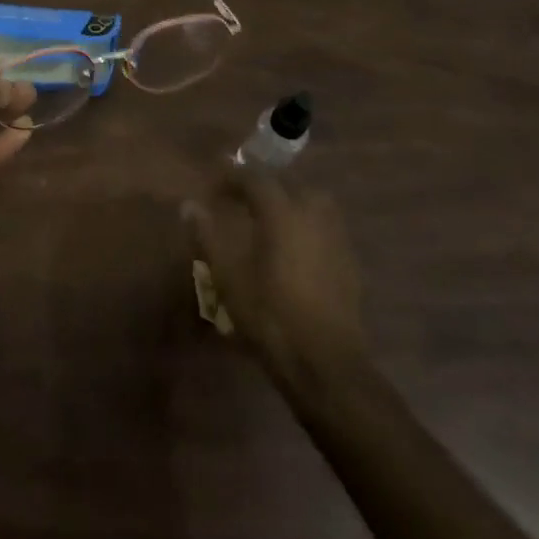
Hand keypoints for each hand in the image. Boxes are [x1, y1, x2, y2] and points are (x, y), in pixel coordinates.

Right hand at [185, 167, 369, 385]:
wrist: (325, 362)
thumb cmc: (270, 316)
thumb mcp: (228, 277)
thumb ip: (208, 236)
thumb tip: (189, 206)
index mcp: (283, 212)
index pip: (255, 177)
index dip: (232, 176)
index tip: (212, 186)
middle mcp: (313, 214)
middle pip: (287, 183)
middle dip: (261, 186)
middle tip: (237, 200)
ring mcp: (336, 236)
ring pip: (312, 201)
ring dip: (287, 201)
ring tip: (266, 219)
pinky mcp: (349, 260)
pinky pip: (324, 225)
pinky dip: (305, 223)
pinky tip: (292, 246)